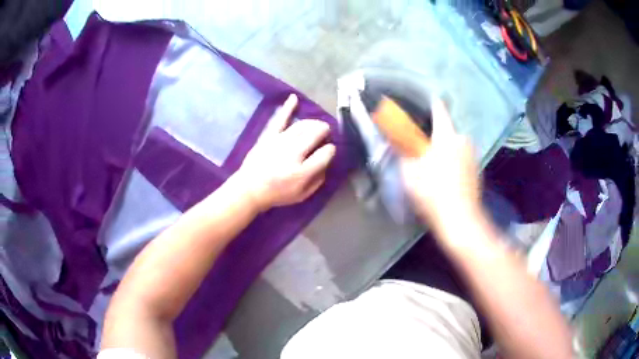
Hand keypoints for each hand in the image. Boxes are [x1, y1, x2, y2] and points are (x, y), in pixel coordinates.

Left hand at [236, 94, 335, 211]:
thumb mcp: (302, 195)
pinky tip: (294, 97)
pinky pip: (280, 119)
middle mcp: (293, 154)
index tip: (330, 149)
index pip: (325, 154)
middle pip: (315, 134)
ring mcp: (279, 143)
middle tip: (326, 133)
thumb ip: (317, 180)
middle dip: (324, 131)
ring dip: (313, 123)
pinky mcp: (269, 136)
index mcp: (302, 172)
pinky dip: (288, 107)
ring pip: (302, 125)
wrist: (249, 189)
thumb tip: (326, 162)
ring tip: (317, 125)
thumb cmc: (277, 194)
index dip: (331, 150)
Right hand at [401, 97, 479, 226]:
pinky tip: (445, 175)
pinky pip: (460, 157)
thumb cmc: (433, 193)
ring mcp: (472, 156)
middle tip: (421, 143)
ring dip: (443, 148)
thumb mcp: (410, 171)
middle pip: (446, 130)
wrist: (460, 220)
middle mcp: (463, 140)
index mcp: (447, 136)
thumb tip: (395, 134)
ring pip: (453, 144)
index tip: (424, 99)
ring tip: (432, 162)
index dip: (430, 103)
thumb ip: (403, 149)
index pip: (439, 110)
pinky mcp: (476, 170)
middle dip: (434, 134)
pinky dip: (452, 160)